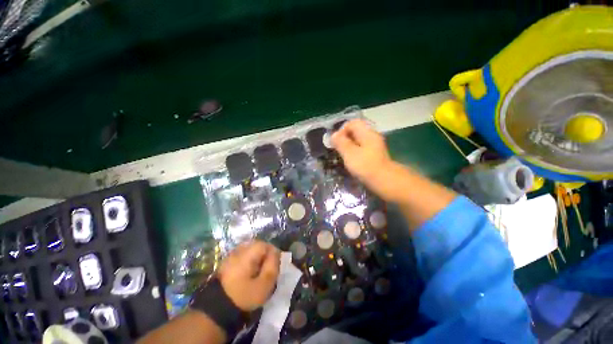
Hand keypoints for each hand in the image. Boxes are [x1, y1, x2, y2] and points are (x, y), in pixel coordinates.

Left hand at [217, 241, 280, 310]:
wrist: (217, 310)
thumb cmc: (244, 296)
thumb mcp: (264, 284)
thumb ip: (273, 265)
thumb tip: (276, 253)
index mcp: (247, 254)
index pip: (265, 245)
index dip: (272, 253)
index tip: (274, 265)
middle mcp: (238, 251)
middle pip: (257, 245)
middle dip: (264, 254)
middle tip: (267, 268)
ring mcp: (230, 256)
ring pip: (249, 250)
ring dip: (256, 257)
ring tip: (258, 270)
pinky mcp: (226, 263)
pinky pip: (242, 255)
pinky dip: (248, 261)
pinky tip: (248, 273)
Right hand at [331, 119, 392, 180]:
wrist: (384, 181)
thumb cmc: (365, 165)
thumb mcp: (349, 153)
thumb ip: (340, 142)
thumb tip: (334, 134)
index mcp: (367, 133)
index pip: (352, 123)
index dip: (342, 130)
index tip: (336, 141)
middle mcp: (372, 137)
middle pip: (355, 131)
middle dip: (344, 139)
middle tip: (338, 149)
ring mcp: (374, 146)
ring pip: (358, 141)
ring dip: (348, 146)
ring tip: (342, 156)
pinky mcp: (374, 155)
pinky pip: (361, 149)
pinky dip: (354, 152)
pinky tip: (351, 161)